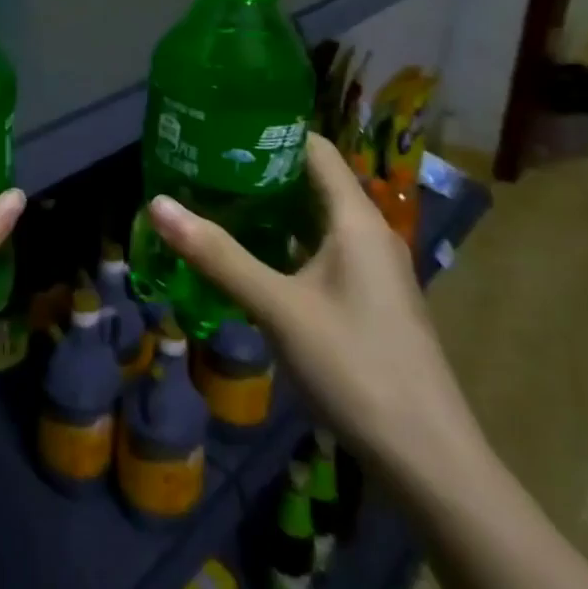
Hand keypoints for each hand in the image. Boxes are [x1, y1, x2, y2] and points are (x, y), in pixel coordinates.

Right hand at [146, 134, 480, 490]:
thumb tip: (158, 203)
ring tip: (214, 198)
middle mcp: (368, 234)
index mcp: (356, 220)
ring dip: (269, 208)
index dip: (270, 132)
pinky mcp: (366, 300)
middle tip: (202, 162)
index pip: (314, 149)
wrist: (429, 462)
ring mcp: (370, 269)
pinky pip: (319, 250)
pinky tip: (247, 254)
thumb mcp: (278, 308)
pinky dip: (284, 242)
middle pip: (311, 181)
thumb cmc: (356, 367)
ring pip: (314, 219)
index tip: (219, 126)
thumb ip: (218, 255)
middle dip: (258, 170)